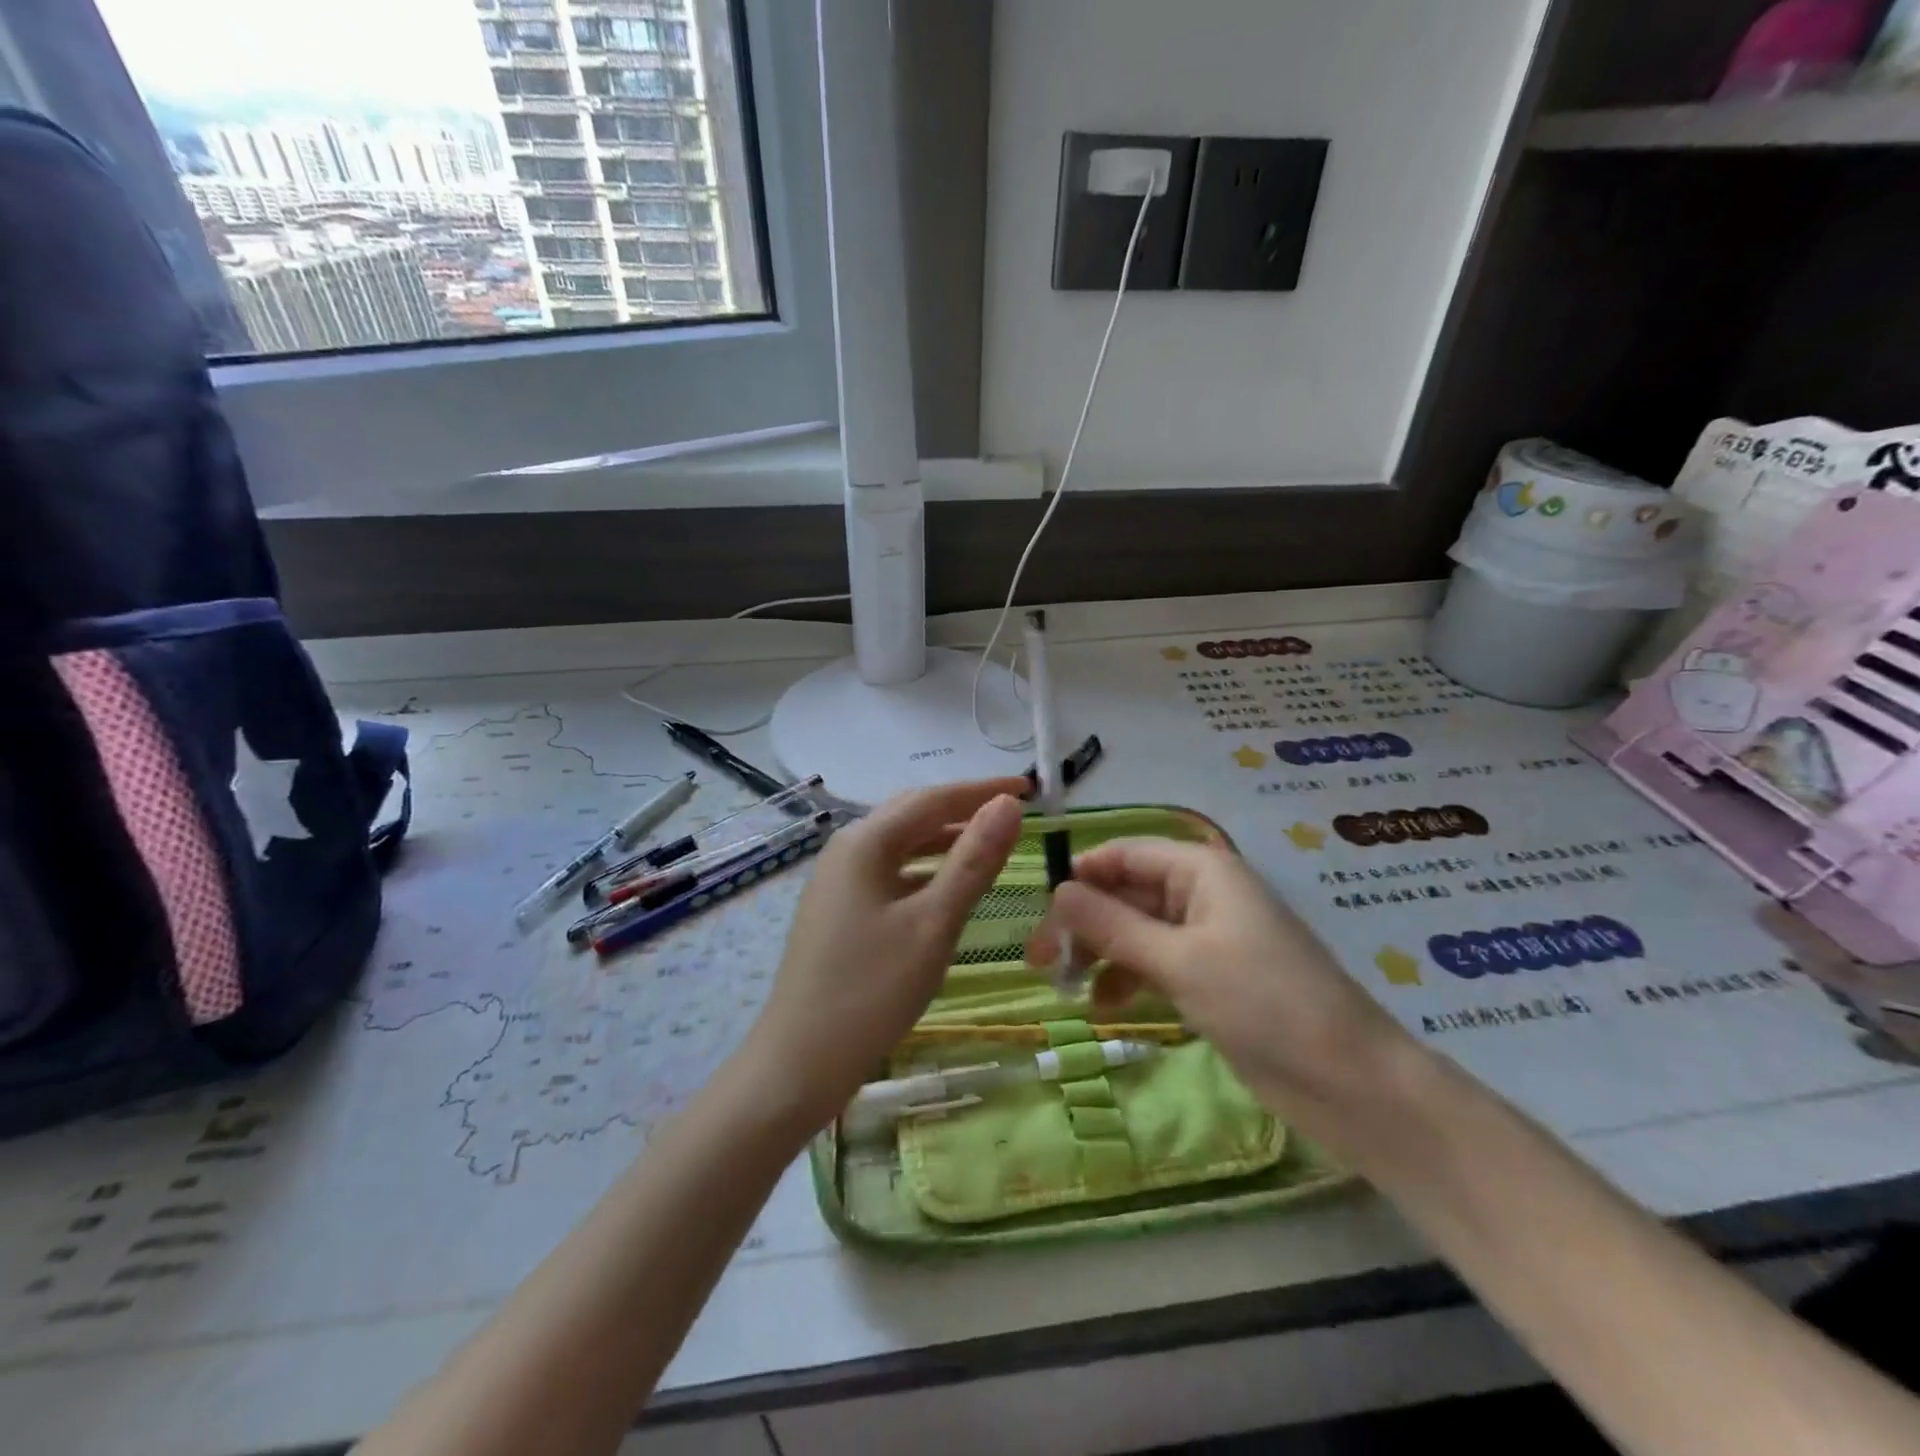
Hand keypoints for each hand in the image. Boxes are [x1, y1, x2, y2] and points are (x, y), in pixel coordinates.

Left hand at [740, 779, 1028, 1131]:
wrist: (799, 1062)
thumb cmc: (871, 991)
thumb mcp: (933, 923)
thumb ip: (973, 861)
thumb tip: (1008, 805)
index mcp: (864, 842)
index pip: (932, 798)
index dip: (982, 790)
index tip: (1028, 786)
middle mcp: (846, 850)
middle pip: (912, 814)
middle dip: (963, 808)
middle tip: (1012, 812)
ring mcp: (838, 881)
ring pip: (901, 845)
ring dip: (945, 839)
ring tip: (990, 844)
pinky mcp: (839, 910)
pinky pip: (890, 872)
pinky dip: (925, 870)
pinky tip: (947, 888)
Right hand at [1025, 838, 1416, 1131]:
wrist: (1349, 1082)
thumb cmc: (1264, 1003)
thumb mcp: (1179, 961)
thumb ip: (1113, 925)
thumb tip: (1057, 891)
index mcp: (1202, 870)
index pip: (1125, 853)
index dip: (1081, 874)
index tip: (1040, 910)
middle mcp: (1202, 894)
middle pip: (1126, 893)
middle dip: (1084, 922)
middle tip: (1040, 961)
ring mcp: (1207, 937)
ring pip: (1136, 930)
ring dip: (1100, 953)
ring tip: (1065, 987)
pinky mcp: (1211, 977)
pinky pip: (1155, 962)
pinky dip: (1127, 978)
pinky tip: (1105, 1006)